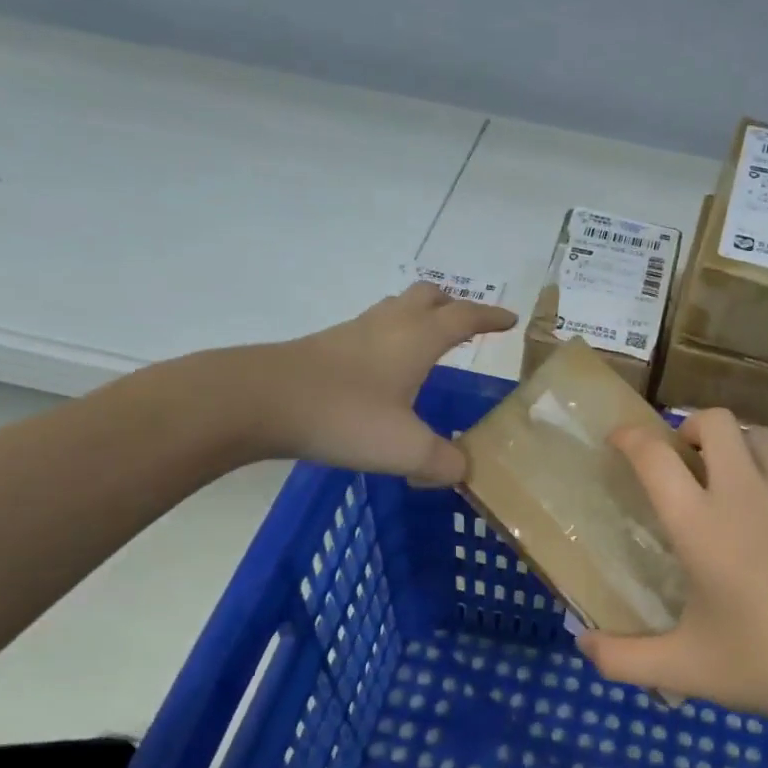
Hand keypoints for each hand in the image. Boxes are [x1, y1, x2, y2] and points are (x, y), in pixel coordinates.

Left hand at [257, 283, 516, 482]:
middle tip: (467, 325)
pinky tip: (382, 373)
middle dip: (452, 305)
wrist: (258, 400)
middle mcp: (387, 326)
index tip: (509, 320)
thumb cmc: (344, 416)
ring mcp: (351, 334)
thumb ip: (443, 462)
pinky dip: (388, 340)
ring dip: (417, 318)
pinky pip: (368, 332)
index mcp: (417, 340)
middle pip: (427, 297)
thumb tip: (461, 470)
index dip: (490, 317)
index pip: (464, 317)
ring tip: (428, 345)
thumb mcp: (406, 449)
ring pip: (394, 310)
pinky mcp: (323, 349)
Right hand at [577, 410, 767, 738]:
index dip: (629, 437)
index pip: (653, 456)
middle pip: (714, 420)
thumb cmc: (766, 667)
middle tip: (684, 461)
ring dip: (735, 452)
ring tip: (734, 491)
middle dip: (690, 427)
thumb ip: (621, 659)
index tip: (619, 440)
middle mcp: (745, 493)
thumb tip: (581, 645)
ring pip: (759, 441)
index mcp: (700, 525)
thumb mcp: (684, 669)